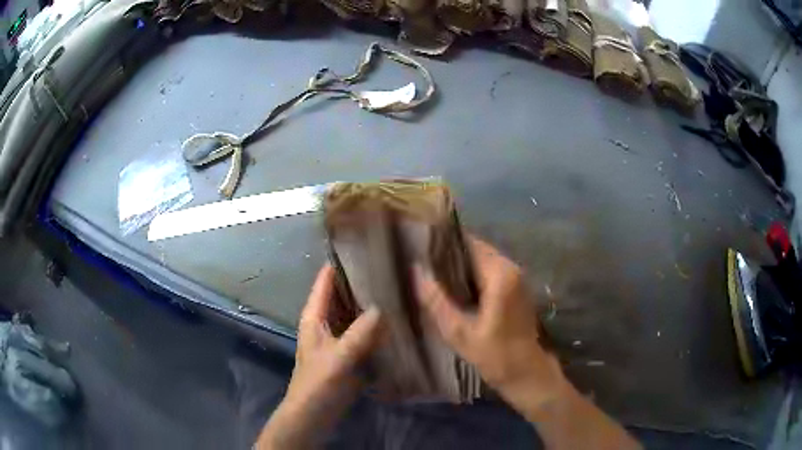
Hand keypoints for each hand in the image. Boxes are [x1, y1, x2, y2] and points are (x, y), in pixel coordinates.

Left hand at [256, 265, 381, 448]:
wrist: (313, 413)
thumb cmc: (318, 383)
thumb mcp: (338, 358)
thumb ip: (360, 333)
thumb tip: (383, 306)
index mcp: (315, 316)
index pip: (326, 280)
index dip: (341, 261)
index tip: (366, 245)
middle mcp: (326, 321)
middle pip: (343, 293)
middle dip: (363, 280)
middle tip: (393, 265)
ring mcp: (338, 336)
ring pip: (355, 311)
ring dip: (371, 301)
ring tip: (399, 286)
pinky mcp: (349, 351)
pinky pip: (364, 330)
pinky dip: (376, 323)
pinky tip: (397, 319)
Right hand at [416, 236, 638, 448]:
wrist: (527, 374)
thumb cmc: (495, 355)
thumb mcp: (458, 332)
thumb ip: (436, 300)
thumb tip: (415, 270)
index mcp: (500, 274)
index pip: (468, 243)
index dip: (443, 243)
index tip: (419, 246)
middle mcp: (512, 268)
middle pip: (475, 250)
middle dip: (449, 255)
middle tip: (420, 262)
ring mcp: (517, 278)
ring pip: (482, 261)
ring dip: (459, 266)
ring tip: (431, 273)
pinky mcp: (516, 288)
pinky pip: (489, 272)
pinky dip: (471, 276)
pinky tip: (452, 288)